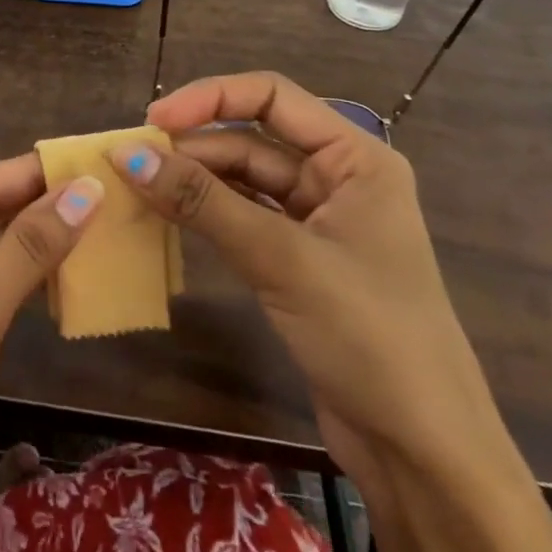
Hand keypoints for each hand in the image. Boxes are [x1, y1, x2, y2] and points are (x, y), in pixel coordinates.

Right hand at [110, 71, 496, 462]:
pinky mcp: (299, 260)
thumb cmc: (370, 336)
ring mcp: (318, 221)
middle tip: (131, 162)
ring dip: (194, 180)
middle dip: (194, 145)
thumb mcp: (282, 259)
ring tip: (138, 185)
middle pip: (253, 138)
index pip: (272, 96)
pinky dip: (206, 213)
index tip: (153, 122)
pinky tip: (166, 214)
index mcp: (355, 158)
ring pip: (243, 179)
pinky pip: (243, 217)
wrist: (425, 455)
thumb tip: (126, 155)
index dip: (209, 98)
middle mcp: (338, 178)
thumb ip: (202, 202)